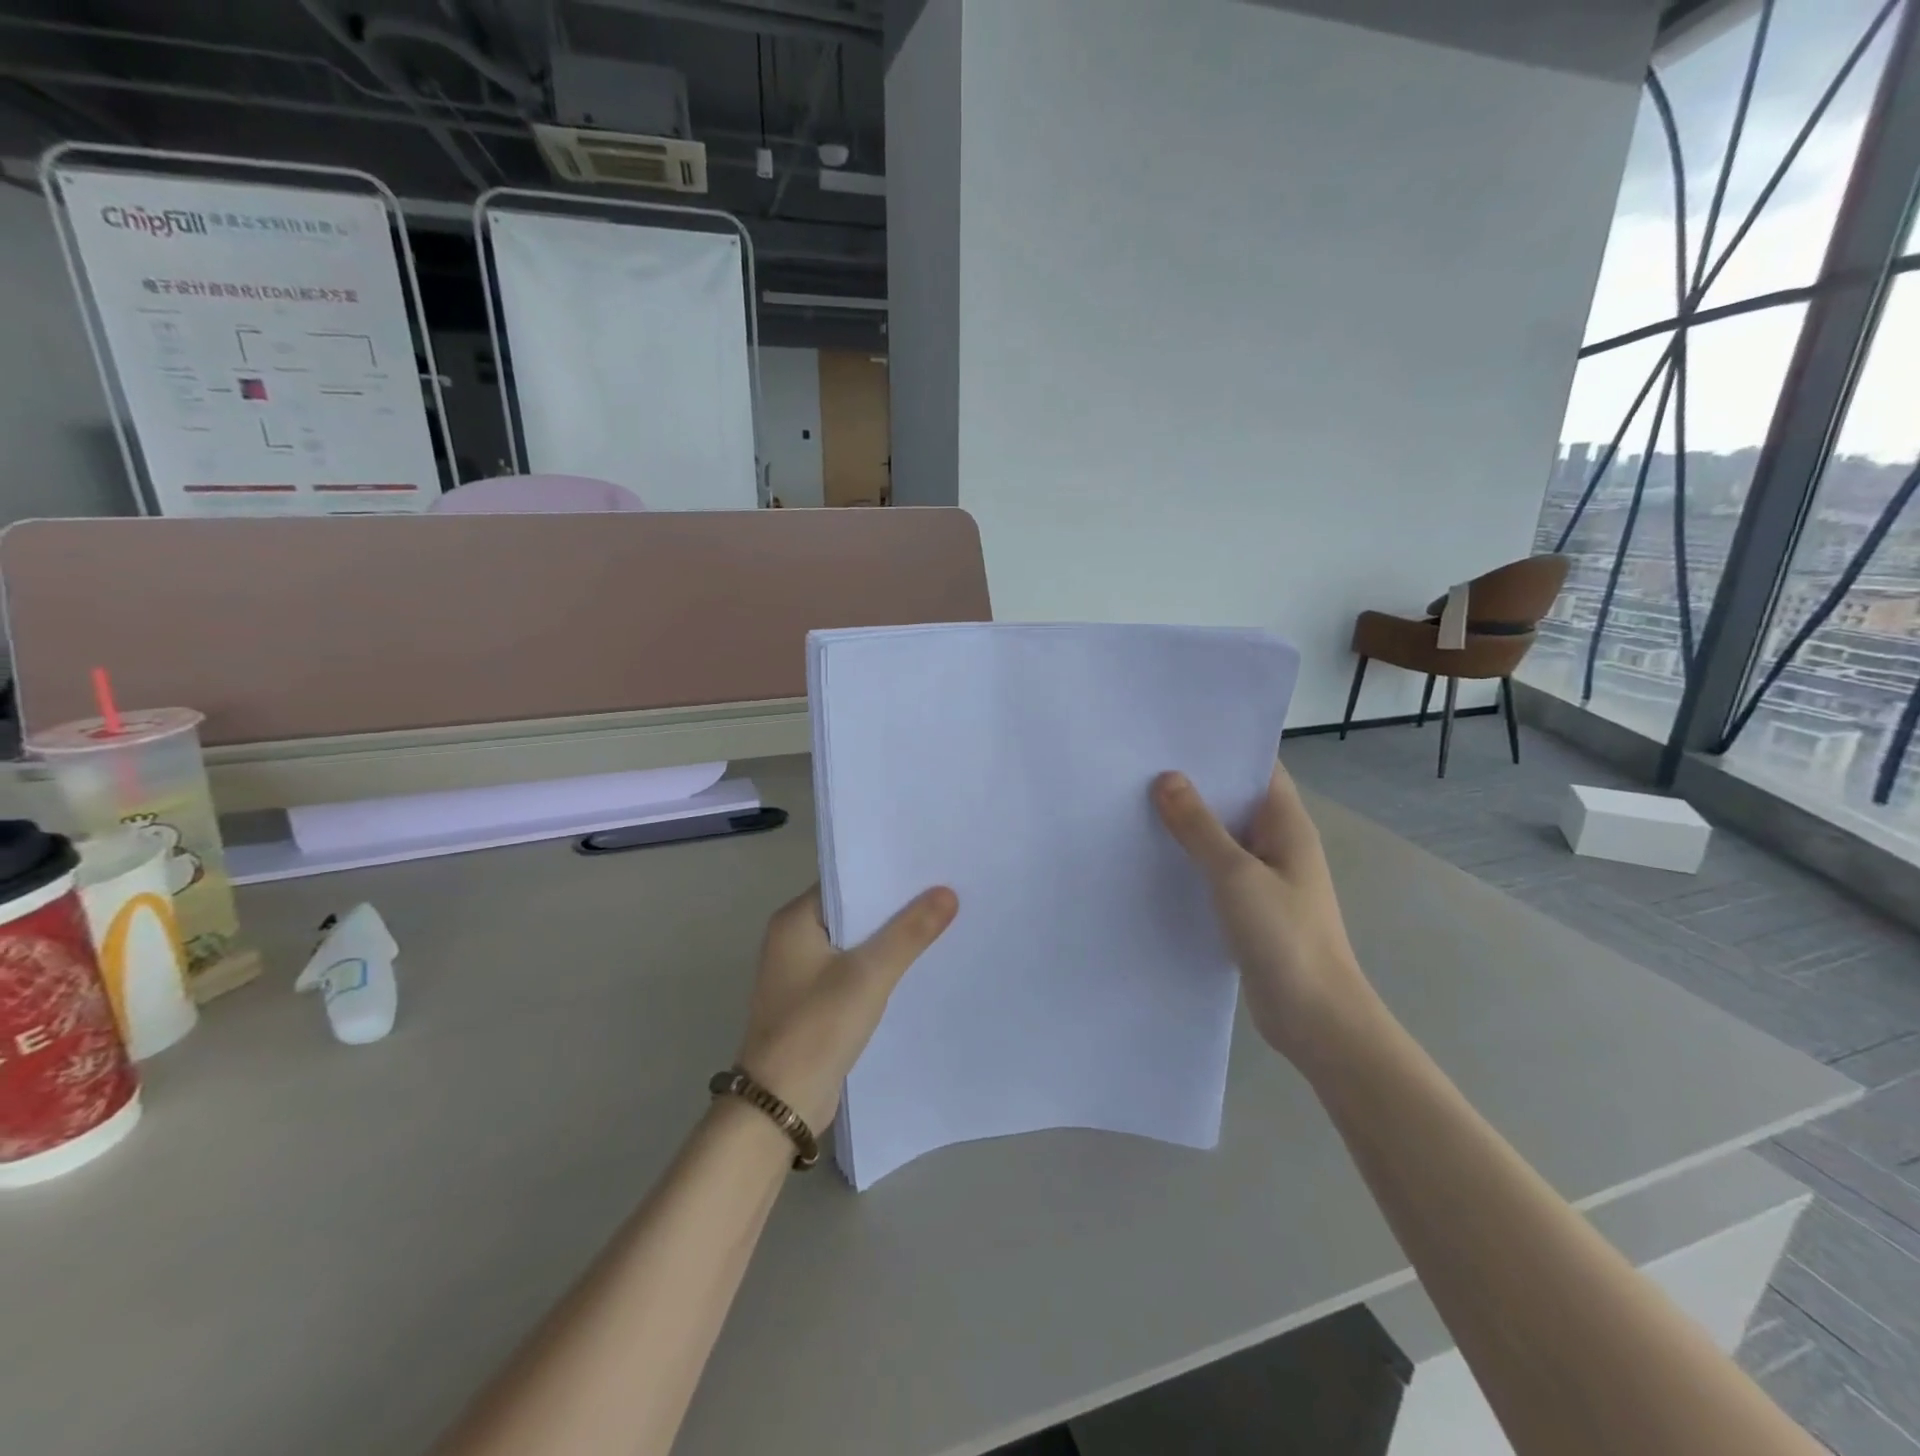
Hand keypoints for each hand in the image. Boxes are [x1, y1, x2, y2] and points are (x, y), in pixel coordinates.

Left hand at [734, 885, 958, 1133]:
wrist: (780, 1106)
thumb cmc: (817, 1028)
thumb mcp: (869, 974)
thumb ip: (909, 932)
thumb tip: (947, 892)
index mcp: (794, 920)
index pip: (846, 880)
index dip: (886, 874)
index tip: (929, 866)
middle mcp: (793, 940)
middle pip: (853, 911)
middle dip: (894, 906)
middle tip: (945, 891)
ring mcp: (802, 973)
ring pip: (855, 943)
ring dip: (889, 939)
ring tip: (941, 922)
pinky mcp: (814, 1002)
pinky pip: (853, 971)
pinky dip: (880, 967)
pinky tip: (916, 966)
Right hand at [1152, 765, 1376, 1066]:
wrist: (1315, 1018)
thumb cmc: (1284, 936)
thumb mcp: (1236, 874)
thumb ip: (1199, 827)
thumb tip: (1166, 778)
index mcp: (1287, 824)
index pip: (1258, 767)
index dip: (1222, 747)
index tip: (1175, 733)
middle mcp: (1278, 843)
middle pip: (1235, 799)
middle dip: (1195, 783)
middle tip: (1141, 764)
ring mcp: (1264, 877)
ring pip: (1221, 837)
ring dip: (1188, 823)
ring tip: (1135, 802)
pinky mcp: (1248, 907)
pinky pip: (1215, 870)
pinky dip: (1189, 859)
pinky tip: (1151, 856)